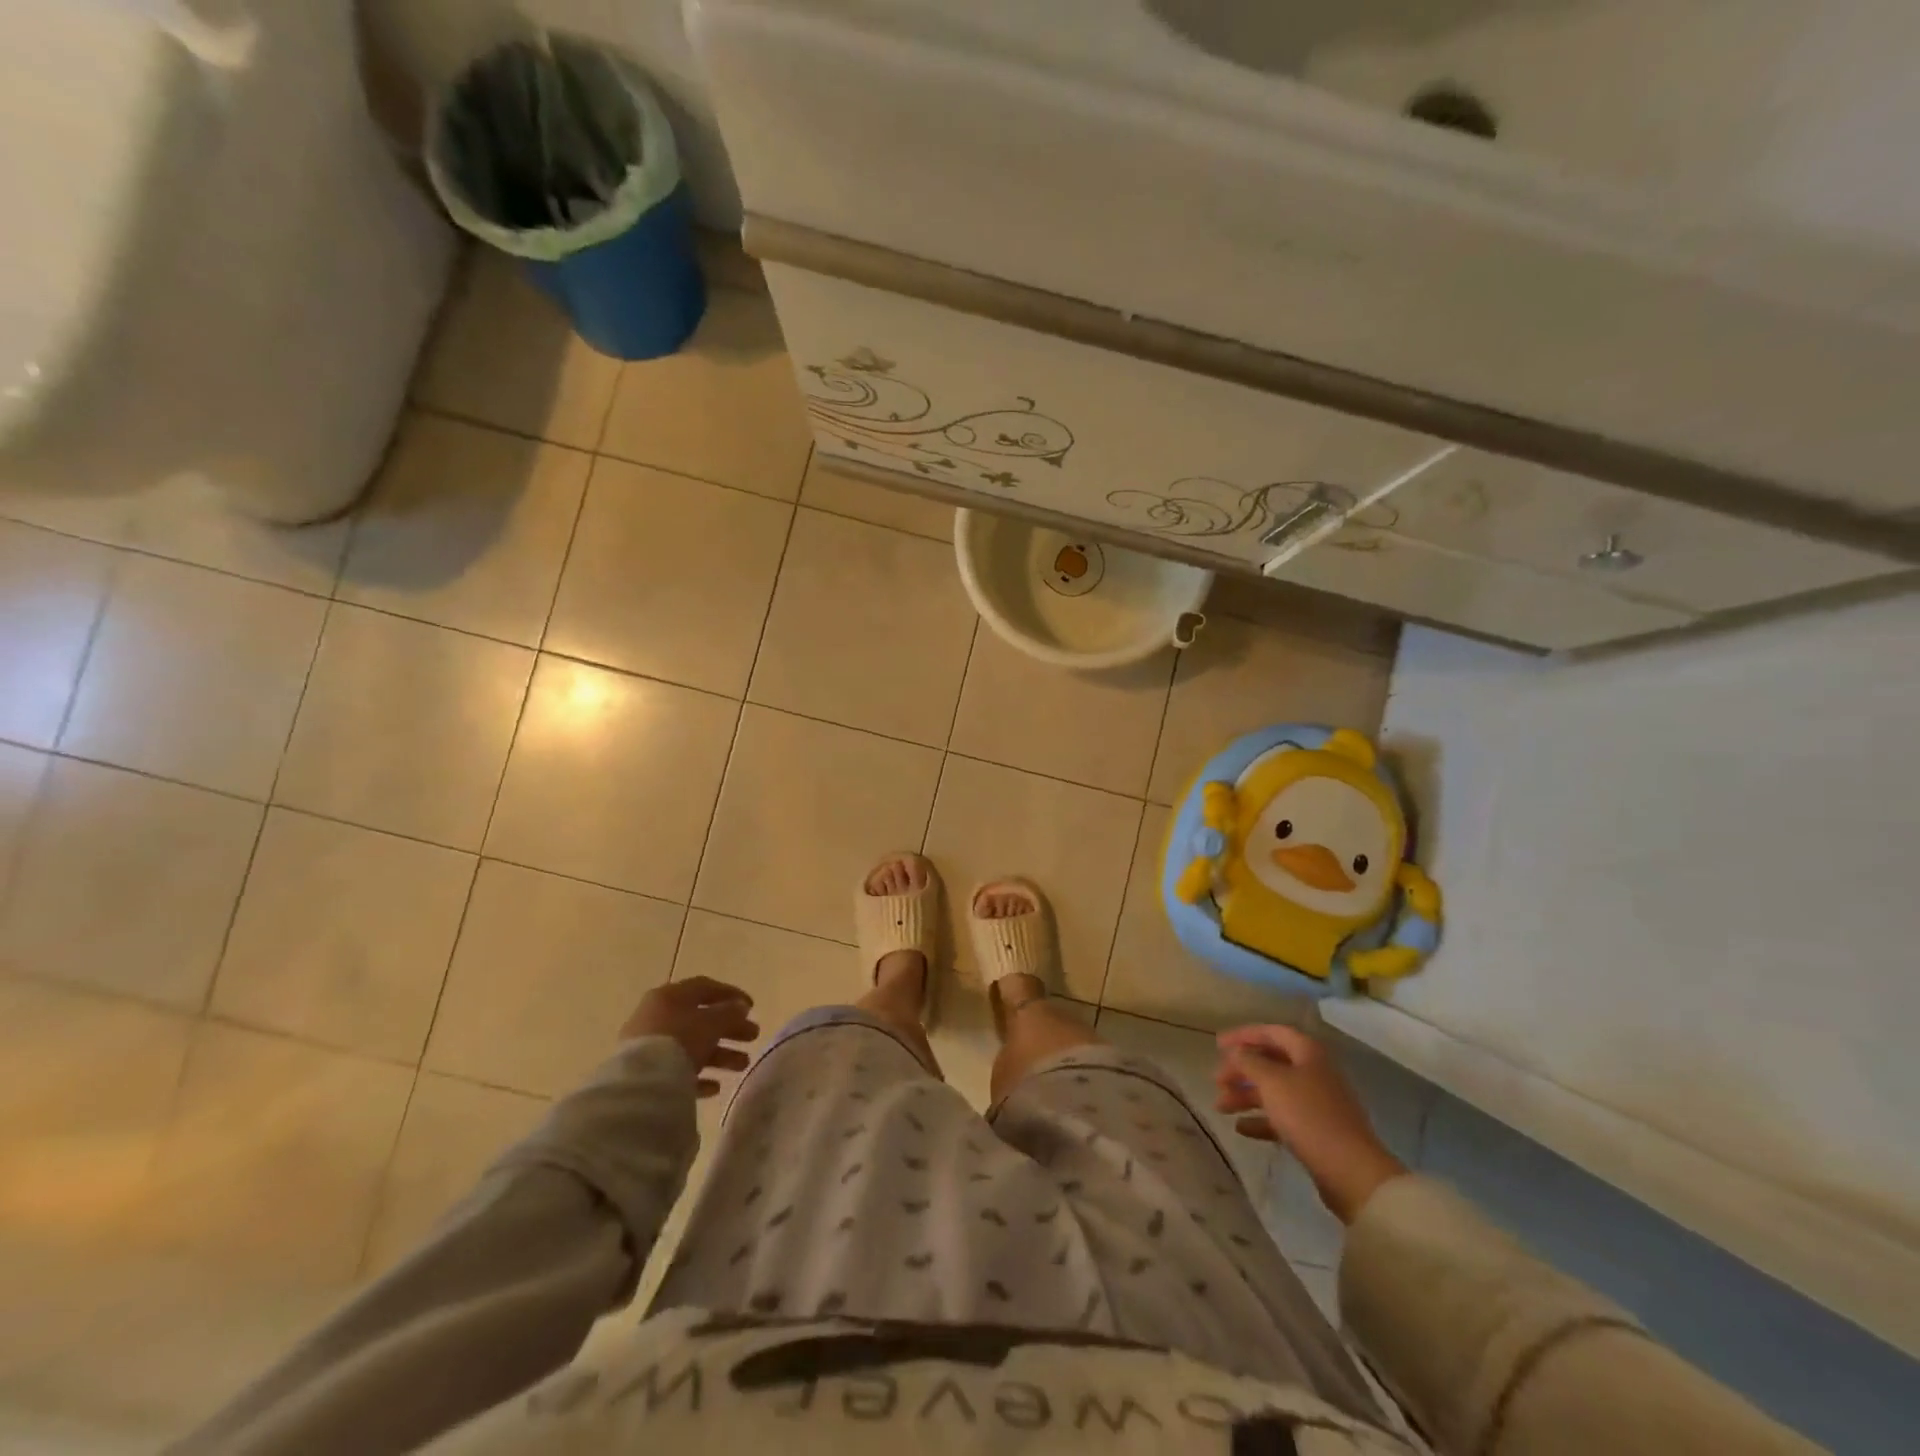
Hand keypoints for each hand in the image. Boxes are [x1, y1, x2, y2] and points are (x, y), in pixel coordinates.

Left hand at [622, 978, 760, 1097]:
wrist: (641, 1083)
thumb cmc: (680, 1039)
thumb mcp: (712, 1022)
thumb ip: (730, 1012)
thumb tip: (740, 1007)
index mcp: (670, 996)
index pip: (705, 988)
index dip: (731, 995)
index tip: (752, 1007)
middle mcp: (658, 1016)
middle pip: (701, 1019)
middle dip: (730, 1029)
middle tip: (753, 1036)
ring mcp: (649, 1046)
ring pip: (692, 1046)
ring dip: (720, 1054)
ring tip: (743, 1065)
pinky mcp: (646, 1073)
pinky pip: (678, 1071)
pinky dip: (699, 1076)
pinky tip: (716, 1087)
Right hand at [1214, 1024, 1407, 1224]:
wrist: (1351, 1172)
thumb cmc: (1309, 1116)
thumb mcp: (1272, 1082)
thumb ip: (1249, 1061)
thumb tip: (1236, 1052)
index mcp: (1308, 1053)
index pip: (1272, 1032)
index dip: (1244, 1035)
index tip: (1218, 1045)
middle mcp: (1314, 1073)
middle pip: (1271, 1063)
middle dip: (1241, 1070)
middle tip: (1216, 1081)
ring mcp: (1317, 1103)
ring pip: (1274, 1091)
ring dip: (1245, 1096)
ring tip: (1220, 1107)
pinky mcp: (1317, 1131)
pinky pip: (1282, 1118)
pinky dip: (1260, 1120)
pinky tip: (1241, 1128)